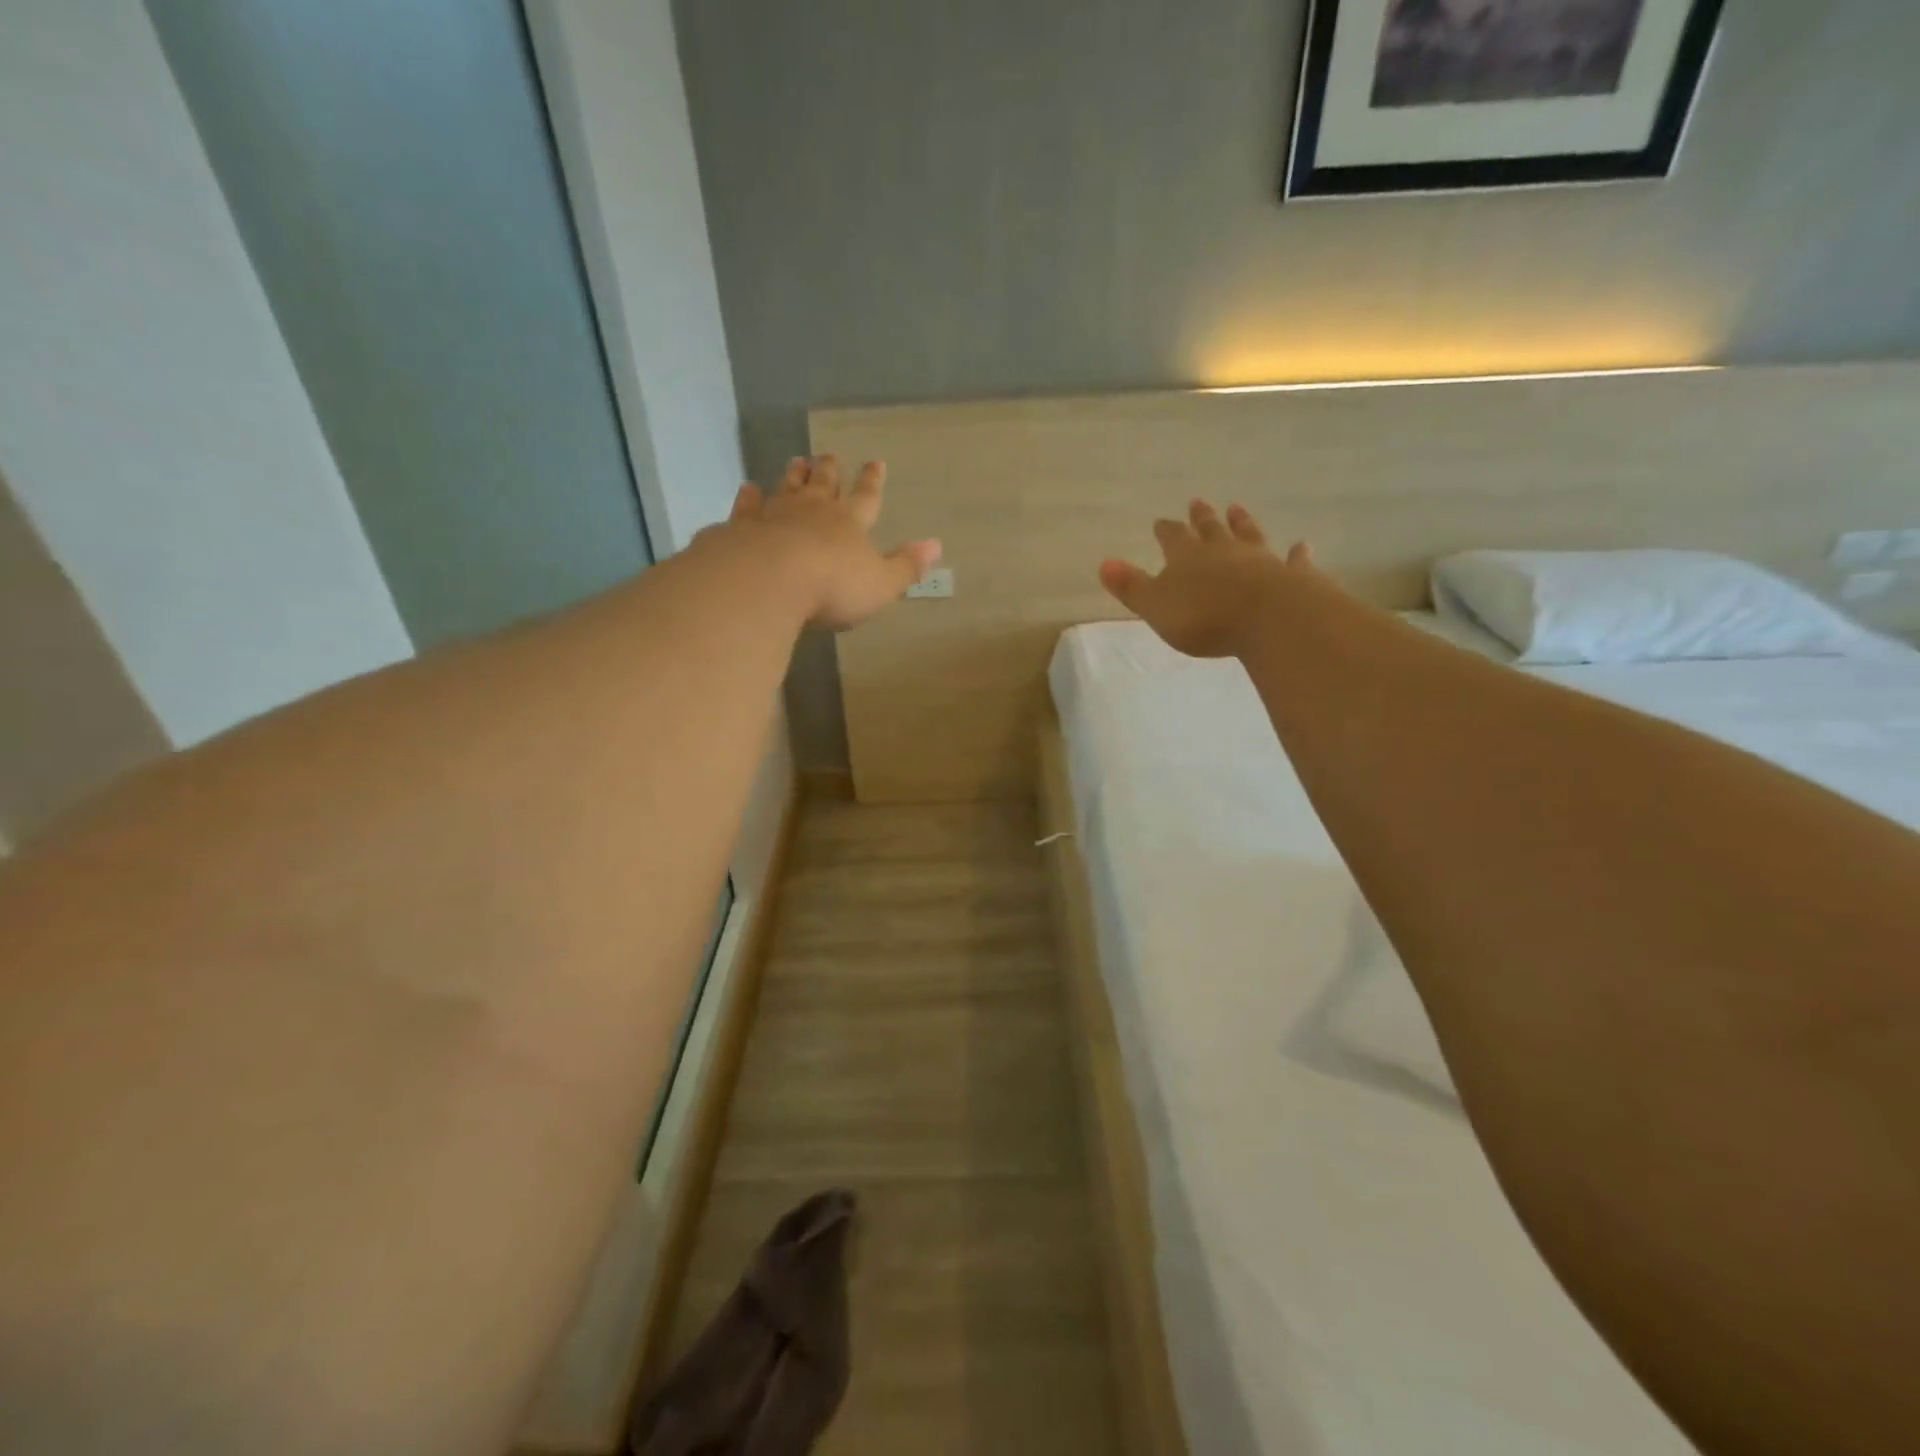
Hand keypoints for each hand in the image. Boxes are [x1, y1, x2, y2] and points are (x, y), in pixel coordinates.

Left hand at [720, 454, 941, 630]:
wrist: (769, 580)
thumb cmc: (833, 587)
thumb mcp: (881, 584)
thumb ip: (906, 565)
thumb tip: (936, 545)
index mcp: (849, 523)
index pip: (866, 497)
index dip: (872, 481)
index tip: (876, 462)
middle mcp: (813, 511)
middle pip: (824, 483)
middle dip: (830, 470)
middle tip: (829, 454)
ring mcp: (775, 515)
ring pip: (787, 487)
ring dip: (794, 475)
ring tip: (797, 461)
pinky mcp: (743, 527)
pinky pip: (747, 507)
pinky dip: (749, 497)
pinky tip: (747, 488)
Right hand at [1099, 500, 1315, 657]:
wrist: (1268, 618)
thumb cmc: (1204, 617)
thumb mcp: (1156, 605)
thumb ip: (1131, 586)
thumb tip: (1104, 563)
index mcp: (1187, 557)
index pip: (1172, 537)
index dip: (1166, 530)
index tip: (1161, 521)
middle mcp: (1223, 551)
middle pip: (1210, 529)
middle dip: (1201, 517)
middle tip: (1197, 502)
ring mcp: (1260, 560)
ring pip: (1249, 535)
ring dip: (1242, 523)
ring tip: (1237, 508)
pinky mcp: (1291, 576)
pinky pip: (1293, 561)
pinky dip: (1296, 554)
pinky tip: (1301, 546)